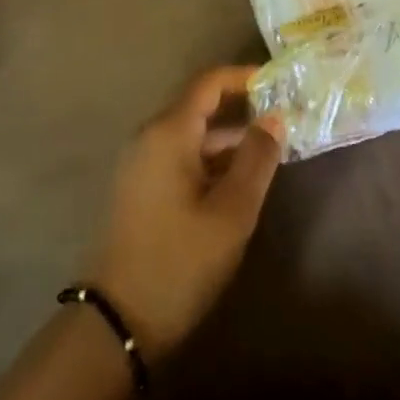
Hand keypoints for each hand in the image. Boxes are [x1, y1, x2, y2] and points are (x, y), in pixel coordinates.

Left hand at [86, 67, 282, 358]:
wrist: (117, 323)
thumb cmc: (179, 261)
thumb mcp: (231, 212)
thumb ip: (257, 159)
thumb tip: (275, 118)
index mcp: (169, 132)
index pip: (209, 82)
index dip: (244, 77)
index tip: (278, 83)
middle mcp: (150, 136)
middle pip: (200, 106)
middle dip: (242, 109)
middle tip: (283, 120)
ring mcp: (141, 163)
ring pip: (192, 134)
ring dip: (229, 139)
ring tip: (270, 152)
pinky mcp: (140, 187)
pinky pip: (180, 156)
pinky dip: (211, 159)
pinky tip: (238, 181)